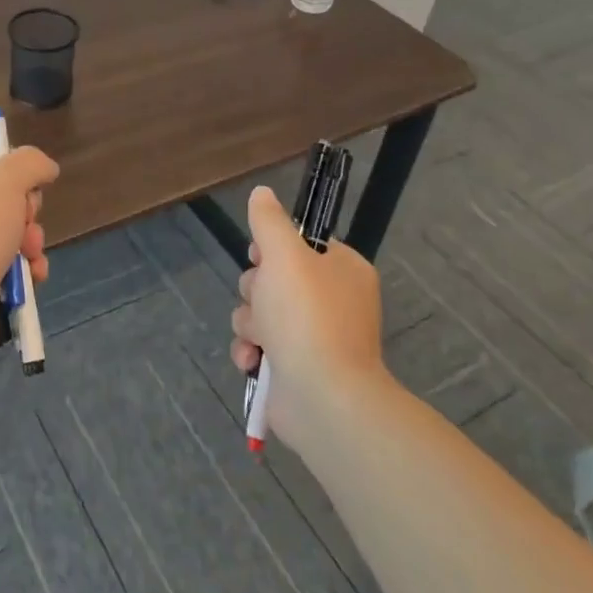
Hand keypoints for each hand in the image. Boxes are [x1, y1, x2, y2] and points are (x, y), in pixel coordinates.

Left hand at [0, 145, 58, 362]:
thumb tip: (46, 168)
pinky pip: (1, 266)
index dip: (4, 161)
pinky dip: (22, 271)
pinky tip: (32, 277)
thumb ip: (31, 163)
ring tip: (31, 253)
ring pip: (4, 232)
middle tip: (26, 218)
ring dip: (28, 241)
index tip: (22, 176)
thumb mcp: (7, 177)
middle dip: (24, 209)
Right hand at [230, 184, 388, 446]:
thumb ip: (269, 220)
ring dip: (250, 323)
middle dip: (255, 290)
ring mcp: (315, 338)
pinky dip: (252, 352)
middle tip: (262, 301)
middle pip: (272, 278)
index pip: (300, 244)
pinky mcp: (297, 369)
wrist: (324, 399)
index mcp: (342, 270)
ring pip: (260, 311)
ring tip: (260, 339)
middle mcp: (332, 301)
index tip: (260, 256)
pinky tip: (253, 361)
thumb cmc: (307, 317)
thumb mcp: (284, 254)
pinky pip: (260, 346)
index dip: (272, 248)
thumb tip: (261, 193)